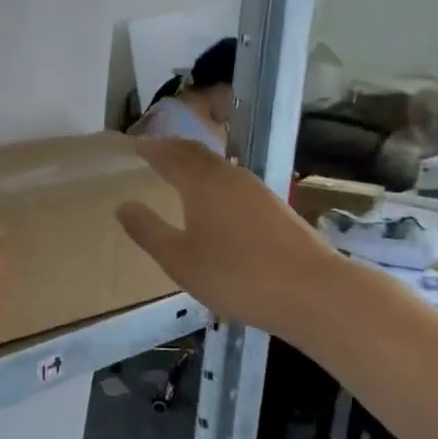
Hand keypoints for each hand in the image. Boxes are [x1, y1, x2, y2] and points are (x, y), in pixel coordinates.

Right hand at [115, 137, 346, 336]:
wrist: (314, 292)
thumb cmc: (236, 275)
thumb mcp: (179, 259)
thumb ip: (148, 231)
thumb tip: (124, 205)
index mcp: (202, 183)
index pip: (170, 155)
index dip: (149, 149)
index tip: (132, 146)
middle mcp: (230, 177)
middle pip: (196, 153)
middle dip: (172, 149)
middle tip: (152, 152)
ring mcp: (257, 191)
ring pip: (218, 166)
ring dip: (194, 164)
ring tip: (177, 173)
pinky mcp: (275, 209)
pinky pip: (233, 182)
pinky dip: (213, 180)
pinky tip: (213, 201)